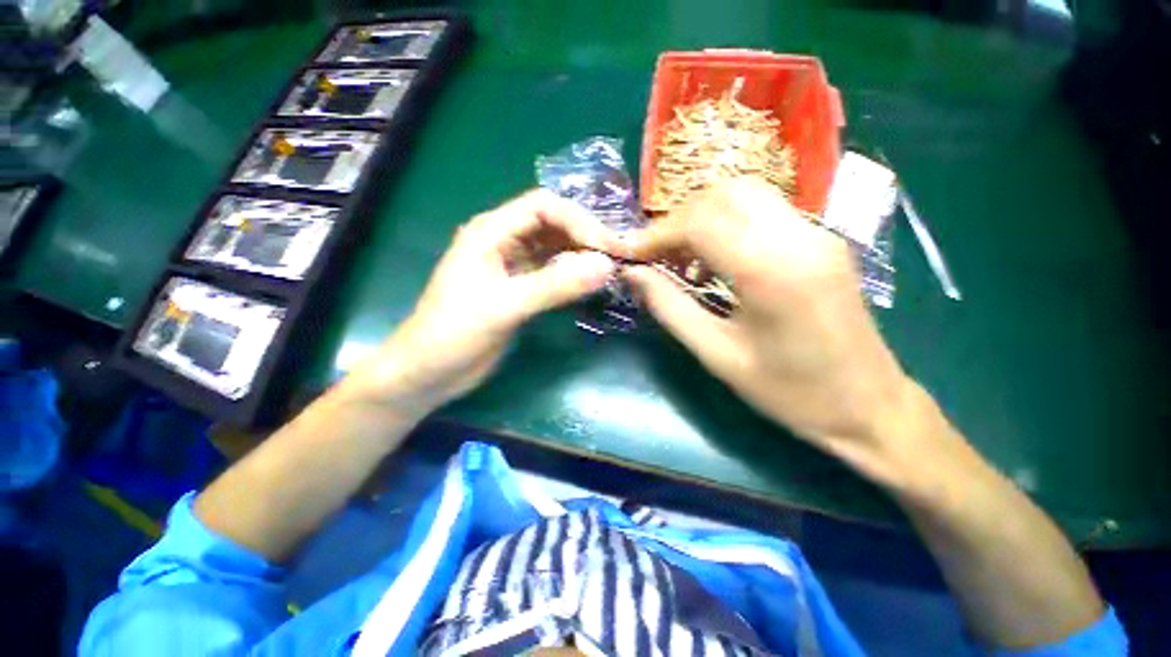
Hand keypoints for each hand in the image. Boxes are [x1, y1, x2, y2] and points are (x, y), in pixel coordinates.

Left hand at [345, 189, 616, 418]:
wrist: (430, 372)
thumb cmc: (455, 333)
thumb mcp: (505, 306)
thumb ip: (555, 285)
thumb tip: (606, 266)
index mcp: (491, 231)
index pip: (543, 206)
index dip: (578, 220)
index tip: (605, 246)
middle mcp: (503, 241)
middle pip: (552, 224)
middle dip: (583, 235)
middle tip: (616, 256)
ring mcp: (512, 266)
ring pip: (554, 249)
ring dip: (580, 255)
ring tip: (609, 268)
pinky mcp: (519, 289)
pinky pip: (552, 273)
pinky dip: (572, 275)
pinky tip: (589, 284)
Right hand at [623, 178, 919, 479]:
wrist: (868, 406)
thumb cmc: (788, 391)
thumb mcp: (716, 354)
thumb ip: (669, 306)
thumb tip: (633, 274)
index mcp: (772, 270)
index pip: (700, 222)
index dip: (656, 234)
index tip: (629, 254)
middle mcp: (799, 236)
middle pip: (724, 193)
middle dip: (678, 219)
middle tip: (655, 254)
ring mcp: (817, 232)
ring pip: (744, 195)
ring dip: (701, 217)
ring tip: (680, 257)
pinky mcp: (822, 239)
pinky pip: (763, 212)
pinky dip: (726, 224)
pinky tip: (714, 259)